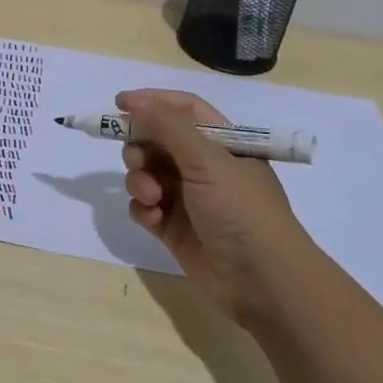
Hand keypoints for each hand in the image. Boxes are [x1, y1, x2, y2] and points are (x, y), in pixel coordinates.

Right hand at [118, 89, 308, 323]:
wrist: (262, 280)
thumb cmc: (241, 209)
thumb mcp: (207, 160)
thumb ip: (168, 127)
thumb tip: (135, 102)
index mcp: (222, 143)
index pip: (183, 110)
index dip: (152, 102)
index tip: (119, 103)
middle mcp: (204, 167)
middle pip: (159, 141)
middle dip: (141, 147)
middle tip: (137, 159)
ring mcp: (188, 199)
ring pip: (147, 174)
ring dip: (140, 180)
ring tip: (152, 197)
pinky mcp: (174, 229)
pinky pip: (146, 207)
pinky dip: (143, 208)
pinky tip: (153, 218)